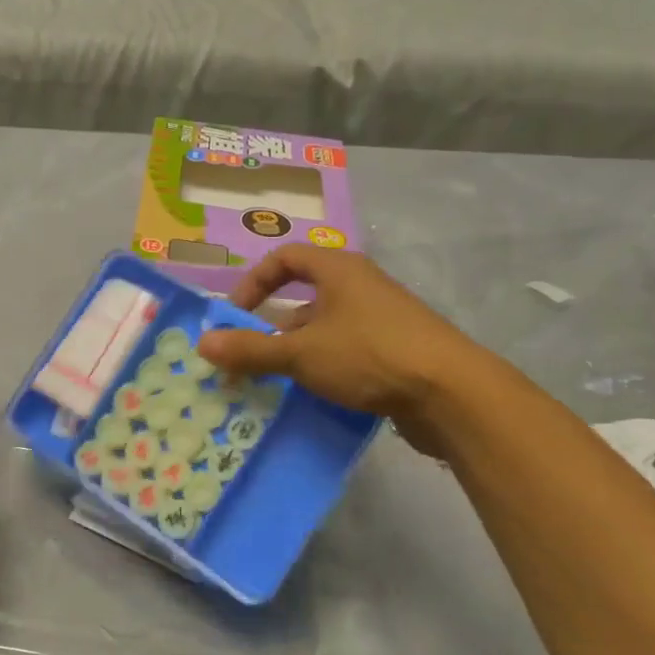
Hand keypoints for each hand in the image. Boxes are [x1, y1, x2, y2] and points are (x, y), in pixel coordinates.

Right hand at [197, 245, 494, 452]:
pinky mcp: (394, 351)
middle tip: (247, 358)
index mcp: (338, 271)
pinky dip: (321, 369)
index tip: (235, 315)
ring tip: (272, 384)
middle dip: (270, 328)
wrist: (451, 393)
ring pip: (323, 330)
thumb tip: (203, 344)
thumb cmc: (369, 355)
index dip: (253, 282)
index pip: (285, 258)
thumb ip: (250, 349)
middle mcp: (360, 287)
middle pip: (302, 298)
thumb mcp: (301, 353)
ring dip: (294, 352)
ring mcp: (380, 320)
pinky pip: (345, 352)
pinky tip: (310, 397)